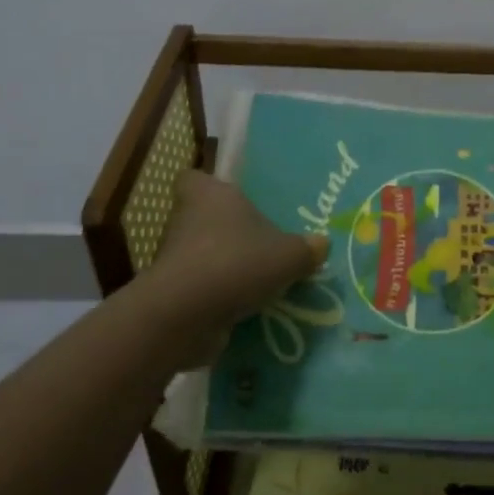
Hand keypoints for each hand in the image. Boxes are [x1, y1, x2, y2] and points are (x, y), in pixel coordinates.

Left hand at [142, 170, 329, 368]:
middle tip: (261, 243)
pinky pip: (200, 288)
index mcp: (209, 195)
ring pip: (202, 255)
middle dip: (228, 231)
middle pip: (203, 218)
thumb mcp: (289, 255)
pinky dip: (218, 296)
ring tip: (259, 281)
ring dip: (225, 266)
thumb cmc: (237, 263)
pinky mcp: (172, 293)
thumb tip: (321, 243)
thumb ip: (308, 248)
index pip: (195, 178)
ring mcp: (174, 258)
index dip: (210, 187)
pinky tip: (247, 308)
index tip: (234, 200)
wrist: (185, 316)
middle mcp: (185, 220)